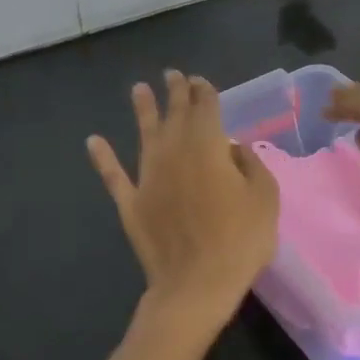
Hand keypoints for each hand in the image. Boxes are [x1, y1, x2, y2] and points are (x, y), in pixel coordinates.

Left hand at [88, 70, 279, 347]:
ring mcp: (148, 177)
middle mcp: (174, 152)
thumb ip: (250, 165)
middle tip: (173, 75)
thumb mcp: (265, 198)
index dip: (204, 92)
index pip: (206, 109)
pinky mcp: (131, 202)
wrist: (196, 285)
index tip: (200, 81)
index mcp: (208, 147)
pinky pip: (114, 175)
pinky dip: (103, 157)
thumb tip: (232, 148)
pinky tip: (93, 141)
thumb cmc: (239, 240)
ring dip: (142, 110)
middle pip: (175, 115)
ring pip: (144, 135)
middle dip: (176, 93)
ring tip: (138, 89)